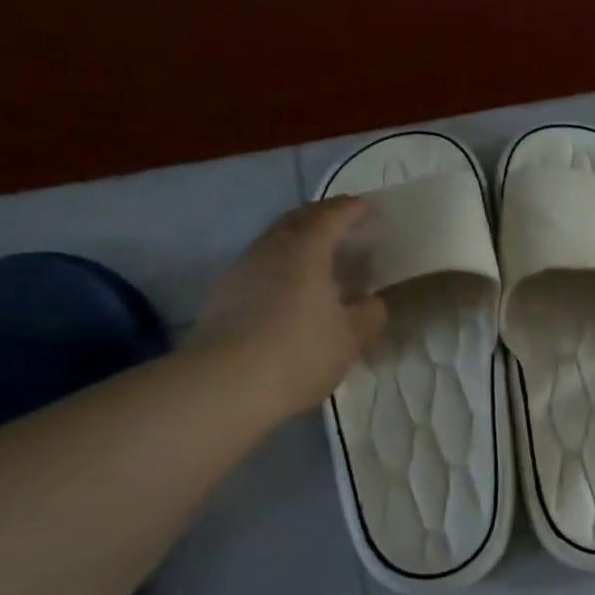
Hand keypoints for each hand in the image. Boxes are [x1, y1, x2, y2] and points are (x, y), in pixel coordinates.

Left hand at [190, 198, 386, 413]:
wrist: (223, 386)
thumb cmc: (299, 351)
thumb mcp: (351, 337)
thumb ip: (369, 314)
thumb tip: (371, 302)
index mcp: (306, 249)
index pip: (331, 215)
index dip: (351, 209)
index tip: (367, 207)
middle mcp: (270, 249)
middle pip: (297, 220)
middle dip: (322, 216)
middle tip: (344, 224)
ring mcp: (242, 271)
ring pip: (275, 242)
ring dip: (299, 241)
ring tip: (320, 257)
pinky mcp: (224, 297)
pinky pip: (262, 266)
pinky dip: (282, 266)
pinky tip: (293, 288)